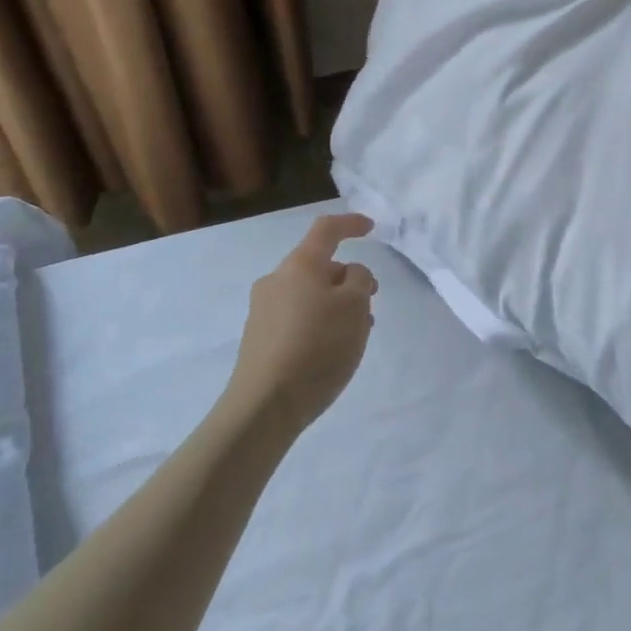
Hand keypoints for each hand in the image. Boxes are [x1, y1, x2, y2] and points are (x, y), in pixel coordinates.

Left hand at [227, 214, 377, 431]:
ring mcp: (263, 311)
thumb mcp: (355, 306)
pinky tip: (333, 350)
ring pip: (310, 295)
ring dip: (336, 305)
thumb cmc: (317, 346)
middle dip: (348, 279)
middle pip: (318, 267)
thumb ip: (360, 280)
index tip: (371, 228)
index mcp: (299, 265)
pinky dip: (320, 324)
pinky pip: (298, 318)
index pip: (326, 230)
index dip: (350, 224)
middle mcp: (276, 281)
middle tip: (372, 302)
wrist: (264, 406)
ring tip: (357, 333)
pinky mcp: (259, 340)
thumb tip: (349, 275)